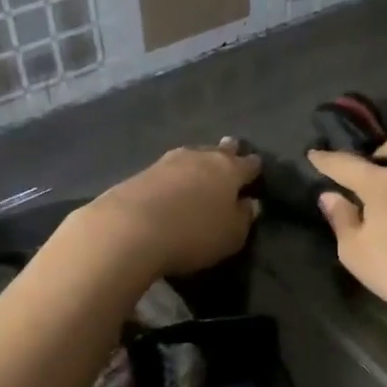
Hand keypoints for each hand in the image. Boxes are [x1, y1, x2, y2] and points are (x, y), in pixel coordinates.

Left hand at [73, 139, 261, 281]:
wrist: (130, 228)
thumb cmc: (193, 234)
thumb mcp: (231, 236)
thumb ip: (244, 218)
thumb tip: (251, 203)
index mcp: (229, 170)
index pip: (248, 164)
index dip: (254, 167)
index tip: (256, 169)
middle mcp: (201, 157)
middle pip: (219, 151)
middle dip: (227, 152)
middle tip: (231, 151)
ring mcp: (169, 161)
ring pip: (192, 155)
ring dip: (199, 161)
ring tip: (202, 168)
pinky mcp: (142, 172)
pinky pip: (168, 169)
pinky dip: (175, 174)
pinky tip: (173, 182)